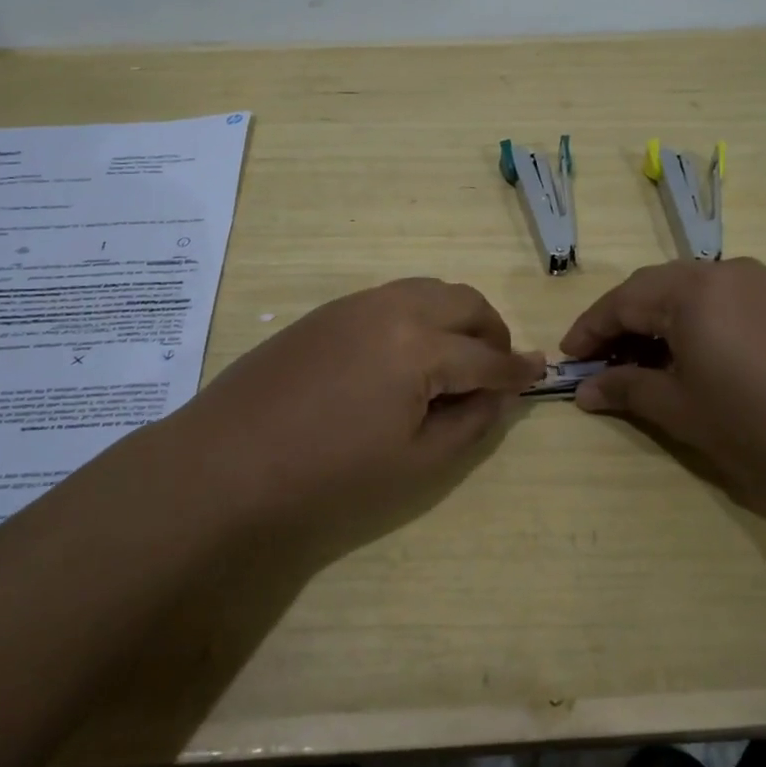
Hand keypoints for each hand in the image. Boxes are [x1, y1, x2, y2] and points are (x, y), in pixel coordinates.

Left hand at [171, 278, 544, 559]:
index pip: (487, 357)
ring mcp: (357, 303)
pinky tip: (405, 353)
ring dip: (456, 316)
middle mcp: (394, 308)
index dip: (517, 371)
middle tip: (495, 367)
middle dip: (492, 332)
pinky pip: (393, 297)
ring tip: (454, 357)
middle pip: (465, 302)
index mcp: (421, 347)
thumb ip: (470, 422)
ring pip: (429, 290)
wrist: (226, 465)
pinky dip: (419, 314)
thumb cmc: (328, 476)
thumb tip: (499, 393)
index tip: (538, 375)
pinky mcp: (328, 310)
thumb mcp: (416, 463)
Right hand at [561, 259, 765, 524]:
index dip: (589, 330)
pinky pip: (721, 299)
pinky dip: (694, 321)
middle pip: (653, 288)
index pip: (621, 302)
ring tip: (645, 362)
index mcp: (689, 291)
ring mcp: (759, 281)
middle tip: (601, 361)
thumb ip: (627, 391)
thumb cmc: (762, 424)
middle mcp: (721, 271)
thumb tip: (585, 390)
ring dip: (657, 321)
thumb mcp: (683, 411)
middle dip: (620, 322)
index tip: (568, 358)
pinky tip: (695, 356)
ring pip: (688, 291)